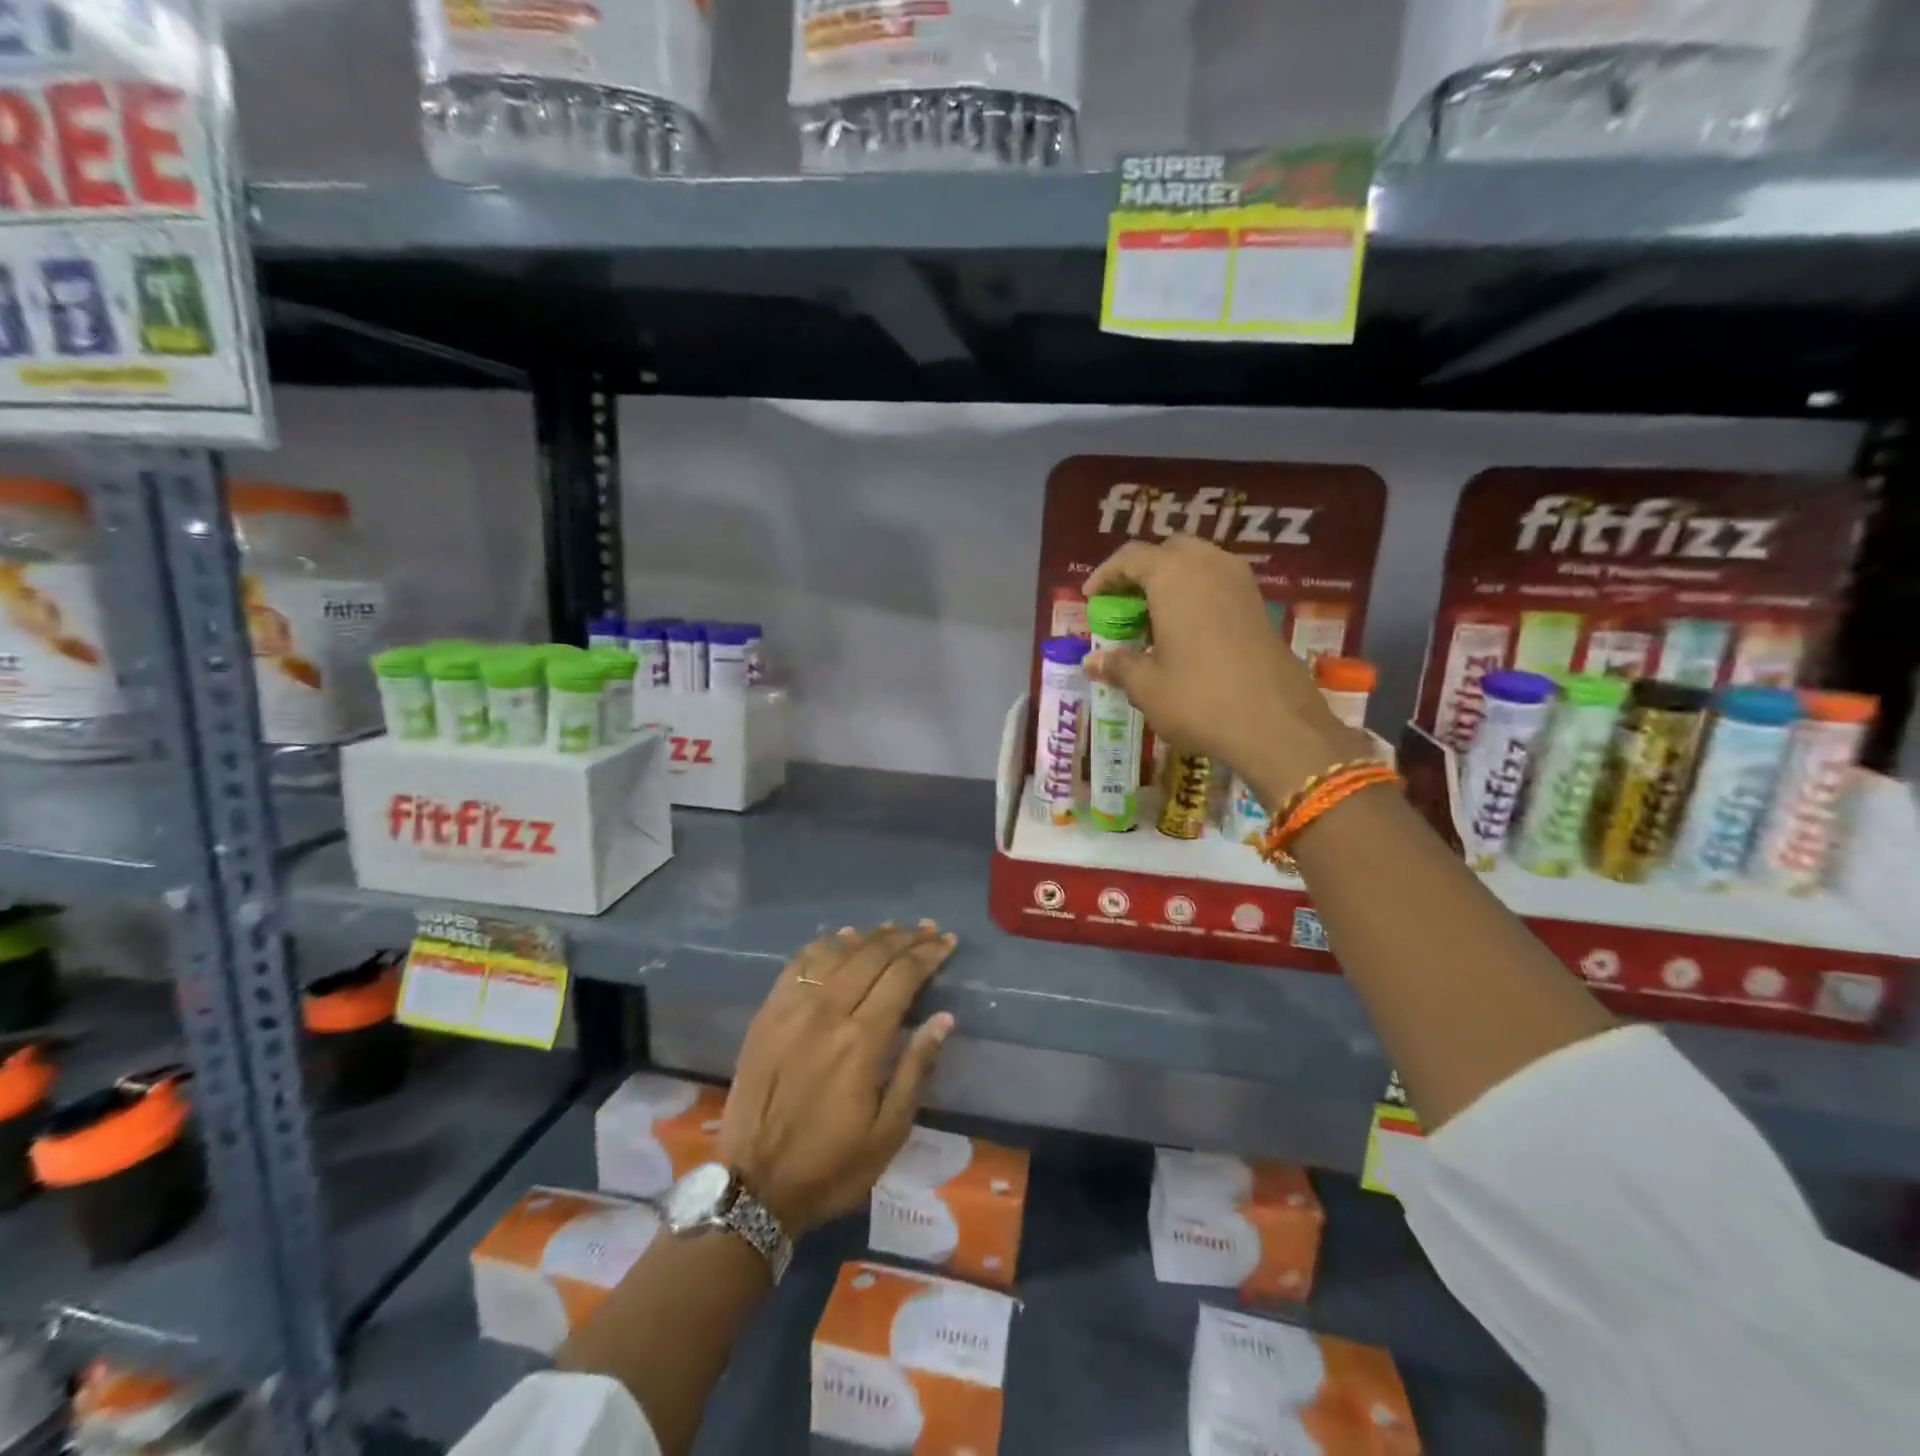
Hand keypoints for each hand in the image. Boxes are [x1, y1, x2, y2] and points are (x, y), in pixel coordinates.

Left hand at [720, 923, 956, 1234]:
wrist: (755, 1186)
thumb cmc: (832, 1165)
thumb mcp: (889, 1132)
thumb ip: (916, 1068)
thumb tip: (943, 1018)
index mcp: (861, 1041)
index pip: (902, 977)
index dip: (928, 955)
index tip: (947, 942)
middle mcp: (827, 1013)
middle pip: (872, 956)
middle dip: (905, 938)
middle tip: (927, 929)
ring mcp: (791, 1009)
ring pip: (836, 953)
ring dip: (868, 937)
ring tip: (891, 929)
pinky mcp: (767, 1014)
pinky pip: (798, 964)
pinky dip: (823, 945)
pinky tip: (839, 939)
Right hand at [1083, 536, 1363, 804]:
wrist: (1276, 725)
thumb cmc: (1199, 699)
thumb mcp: (1147, 686)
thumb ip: (1117, 665)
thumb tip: (1092, 662)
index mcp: (1174, 576)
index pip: (1131, 557)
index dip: (1106, 575)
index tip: (1090, 598)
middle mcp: (1209, 566)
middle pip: (1168, 551)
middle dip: (1142, 571)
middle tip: (1124, 603)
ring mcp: (1241, 583)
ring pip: (1198, 563)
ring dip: (1172, 581)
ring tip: (1153, 617)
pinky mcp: (1260, 606)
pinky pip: (1219, 583)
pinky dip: (1196, 594)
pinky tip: (1185, 630)